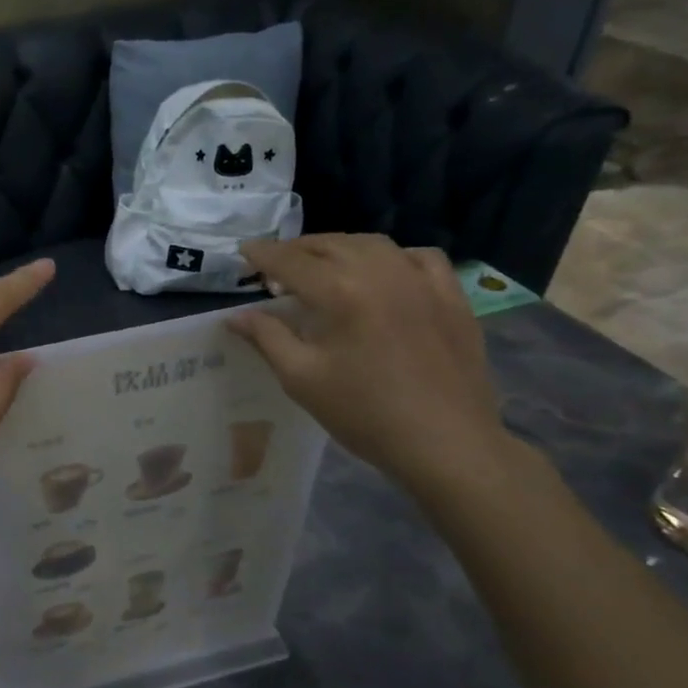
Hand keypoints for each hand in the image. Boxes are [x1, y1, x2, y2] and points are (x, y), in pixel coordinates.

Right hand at [229, 235, 509, 498]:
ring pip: (372, 244)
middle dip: (297, 250)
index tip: (243, 252)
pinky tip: (384, 273)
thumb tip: (236, 316)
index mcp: (340, 292)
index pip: (290, 261)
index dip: (262, 254)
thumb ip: (267, 338)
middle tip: (275, 266)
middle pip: (329, 245)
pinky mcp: (451, 295)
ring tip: (322, 265)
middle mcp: (381, 272)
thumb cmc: (363, 413)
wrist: (445, 443)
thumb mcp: (301, 378)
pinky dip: (392, 256)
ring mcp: (421, 280)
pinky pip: (419, 257)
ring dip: (339, 248)